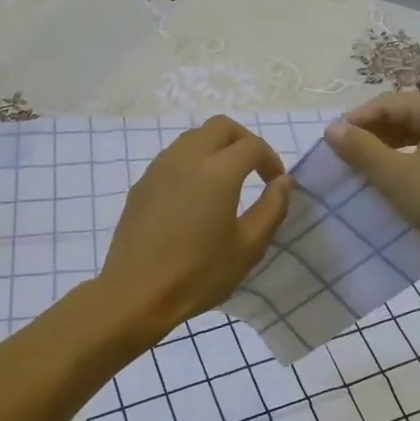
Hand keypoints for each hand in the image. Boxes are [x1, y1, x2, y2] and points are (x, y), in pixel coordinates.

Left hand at [96, 116, 291, 340]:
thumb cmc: (199, 274)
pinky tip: (195, 196)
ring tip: (226, 181)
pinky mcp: (142, 184)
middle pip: (220, 127)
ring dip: (216, 148)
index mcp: (217, 172)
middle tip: (254, 170)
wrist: (136, 293)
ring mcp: (159, 169)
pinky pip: (173, 157)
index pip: (252, 146)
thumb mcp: (249, 247)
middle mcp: (187, 159)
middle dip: (243, 141)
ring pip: (193, 138)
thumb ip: (272, 208)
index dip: (270, 159)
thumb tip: (283, 182)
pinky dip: (192, 163)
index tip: (276, 183)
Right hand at [322, 93, 419, 262]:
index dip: (356, 121)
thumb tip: (333, 128)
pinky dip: (417, 160)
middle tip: (350, 159)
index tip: (333, 144)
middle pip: (407, 115)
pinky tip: (407, 183)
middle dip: (375, 134)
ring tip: (373, 172)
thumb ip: (362, 150)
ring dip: (395, 148)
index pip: (387, 103)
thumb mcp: (397, 177)